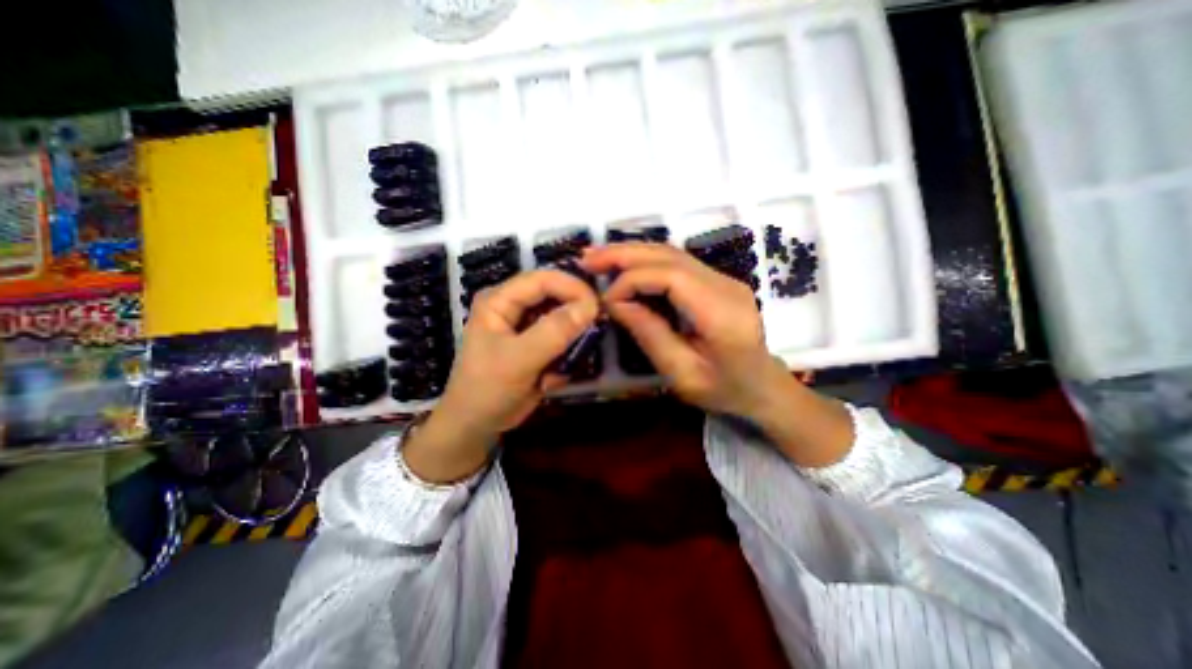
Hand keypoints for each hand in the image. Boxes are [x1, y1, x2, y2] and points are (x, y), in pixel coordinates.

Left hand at [404, 270, 599, 481]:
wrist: (476, 425)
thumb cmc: (487, 389)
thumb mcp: (519, 359)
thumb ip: (554, 331)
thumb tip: (590, 306)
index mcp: (500, 300)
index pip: (542, 279)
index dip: (572, 287)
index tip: (597, 306)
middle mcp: (513, 306)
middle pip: (554, 296)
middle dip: (574, 316)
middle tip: (592, 334)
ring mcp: (525, 326)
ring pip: (562, 319)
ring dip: (569, 344)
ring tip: (561, 368)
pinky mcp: (535, 344)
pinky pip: (561, 340)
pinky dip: (563, 359)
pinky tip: (549, 381)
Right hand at [584, 242, 852, 467]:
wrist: (763, 387)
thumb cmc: (725, 391)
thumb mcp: (682, 375)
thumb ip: (650, 335)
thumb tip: (615, 303)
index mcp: (722, 314)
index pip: (671, 277)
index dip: (632, 280)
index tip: (606, 300)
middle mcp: (726, 286)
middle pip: (670, 255)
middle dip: (624, 254)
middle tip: (588, 258)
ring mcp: (724, 280)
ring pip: (672, 253)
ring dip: (632, 252)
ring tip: (598, 257)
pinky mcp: (717, 281)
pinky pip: (677, 264)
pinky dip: (646, 262)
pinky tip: (624, 266)